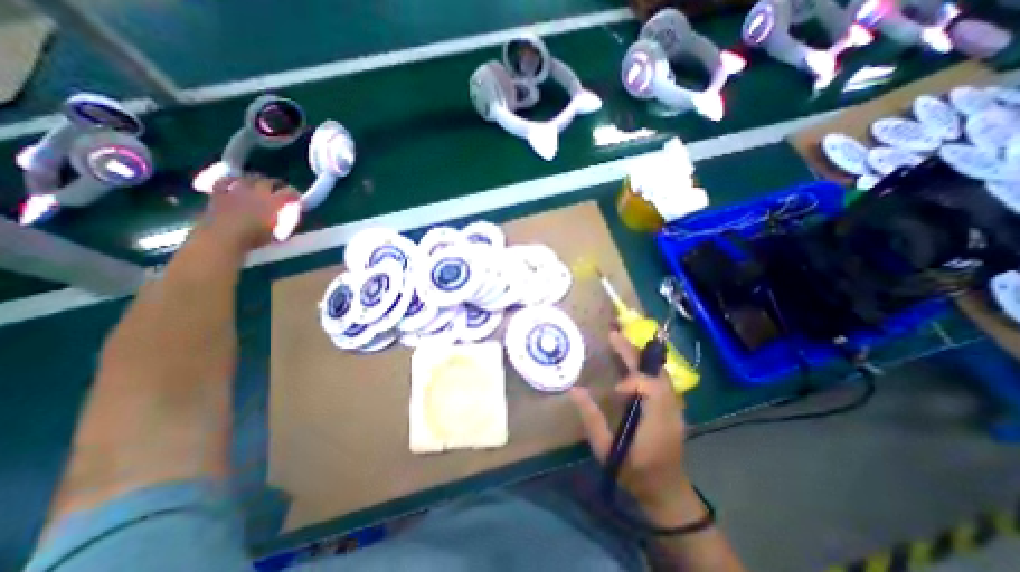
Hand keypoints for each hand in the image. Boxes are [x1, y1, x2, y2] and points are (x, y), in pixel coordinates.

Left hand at [200, 174, 300, 250]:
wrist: (221, 239)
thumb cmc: (252, 239)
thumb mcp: (274, 234)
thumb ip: (279, 222)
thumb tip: (281, 218)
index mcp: (272, 203)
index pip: (288, 193)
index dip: (294, 193)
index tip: (297, 197)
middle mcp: (256, 193)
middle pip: (268, 181)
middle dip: (276, 183)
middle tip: (279, 187)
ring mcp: (236, 192)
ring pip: (247, 178)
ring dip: (255, 178)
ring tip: (259, 181)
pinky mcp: (219, 194)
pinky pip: (223, 181)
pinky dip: (230, 179)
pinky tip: (234, 180)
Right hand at [570, 331, 697, 523]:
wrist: (666, 492)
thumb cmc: (635, 473)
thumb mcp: (607, 450)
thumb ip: (591, 419)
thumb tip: (575, 390)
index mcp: (658, 421)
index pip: (652, 388)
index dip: (633, 382)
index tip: (616, 390)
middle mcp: (672, 409)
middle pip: (657, 373)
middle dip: (634, 353)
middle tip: (614, 336)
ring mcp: (675, 408)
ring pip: (660, 373)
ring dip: (639, 357)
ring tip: (619, 343)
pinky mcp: (672, 408)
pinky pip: (660, 380)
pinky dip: (645, 366)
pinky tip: (631, 361)